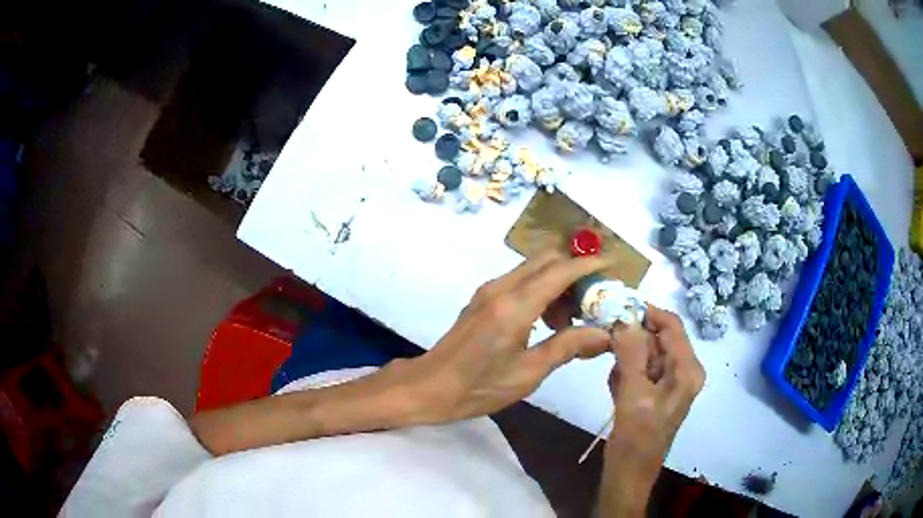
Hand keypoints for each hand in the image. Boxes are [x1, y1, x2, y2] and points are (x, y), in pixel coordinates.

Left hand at [391, 251, 614, 424]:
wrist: (429, 388)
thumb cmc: (479, 387)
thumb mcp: (529, 373)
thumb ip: (568, 347)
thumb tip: (605, 334)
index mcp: (515, 306)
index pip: (560, 270)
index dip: (589, 264)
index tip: (613, 266)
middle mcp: (501, 288)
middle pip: (547, 259)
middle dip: (575, 270)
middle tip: (593, 300)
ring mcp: (489, 290)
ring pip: (533, 268)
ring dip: (557, 281)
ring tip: (569, 320)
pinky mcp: (482, 298)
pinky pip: (520, 280)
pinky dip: (541, 289)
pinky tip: (546, 320)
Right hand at [598, 306, 704, 516]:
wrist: (628, 476)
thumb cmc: (636, 440)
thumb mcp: (633, 396)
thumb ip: (631, 355)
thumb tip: (624, 318)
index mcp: (687, 370)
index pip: (672, 325)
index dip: (647, 312)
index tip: (616, 307)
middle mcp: (683, 372)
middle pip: (658, 338)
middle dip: (632, 339)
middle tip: (605, 343)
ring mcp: (668, 383)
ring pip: (645, 353)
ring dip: (625, 360)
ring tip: (614, 382)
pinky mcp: (654, 393)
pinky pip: (639, 370)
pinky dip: (624, 374)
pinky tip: (615, 391)